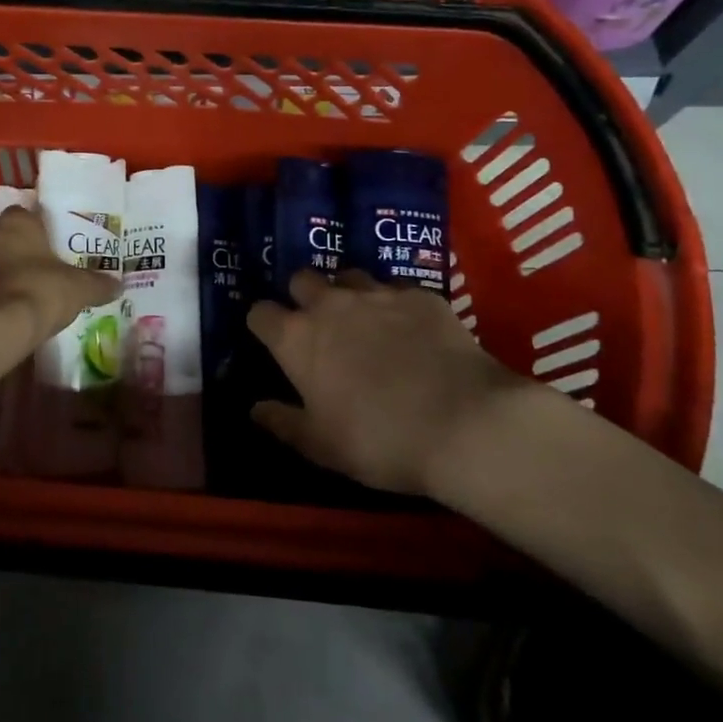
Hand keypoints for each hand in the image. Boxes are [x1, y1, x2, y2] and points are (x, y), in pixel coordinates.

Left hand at [0, 205, 119, 348]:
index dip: (46, 228)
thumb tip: (118, 284)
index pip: (30, 213)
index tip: (60, 244)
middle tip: (51, 271)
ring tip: (34, 296)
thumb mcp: (79, 288)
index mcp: (16, 222)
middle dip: (29, 254)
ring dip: (10, 277)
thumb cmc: (39, 291)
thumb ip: (98, 284)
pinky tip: (14, 315)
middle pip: (11, 240)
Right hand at [247, 270, 548, 495]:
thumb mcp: (322, 446)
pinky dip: (394, 303)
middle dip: (302, 296)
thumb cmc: (380, 440)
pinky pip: (396, 287)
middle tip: (317, 325)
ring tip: (363, 319)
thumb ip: (283, 423)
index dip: (263, 325)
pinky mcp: (420, 295)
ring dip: (347, 293)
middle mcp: (330, 305)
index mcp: (296, 338)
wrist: (466, 423)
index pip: (259, 313)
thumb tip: (255, 409)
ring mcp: (377, 294)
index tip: (272, 341)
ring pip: (348, 275)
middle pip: (301, 279)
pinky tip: (410, 327)